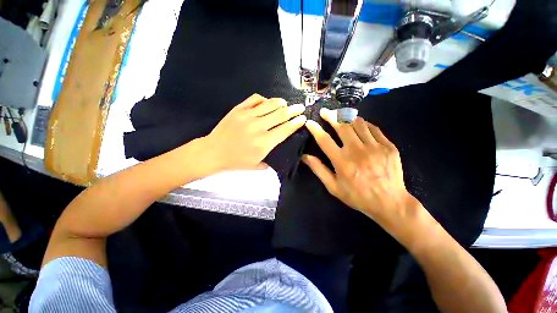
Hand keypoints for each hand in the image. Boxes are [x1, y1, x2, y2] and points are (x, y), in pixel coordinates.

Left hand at [204, 94, 305, 170]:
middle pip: (281, 114)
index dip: (296, 123)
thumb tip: (279, 152)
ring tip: (286, 103)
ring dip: (281, 103)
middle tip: (300, 107)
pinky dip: (264, 99)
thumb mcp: (256, 165)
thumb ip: (271, 160)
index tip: (303, 118)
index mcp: (264, 143)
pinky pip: (255, 99)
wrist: (214, 152)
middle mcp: (258, 127)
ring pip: (270, 104)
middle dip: (294, 110)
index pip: (285, 129)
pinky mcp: (238, 109)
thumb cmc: (236, 161)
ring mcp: (248, 116)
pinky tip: (267, 102)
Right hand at [302, 108, 415, 227]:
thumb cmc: (358, 196)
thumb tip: (305, 157)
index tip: (309, 122)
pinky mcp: (388, 146)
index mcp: (342, 162)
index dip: (315, 129)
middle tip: (325, 111)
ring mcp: (375, 147)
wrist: (390, 203)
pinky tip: (359, 124)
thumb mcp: (334, 187)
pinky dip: (364, 124)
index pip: (324, 140)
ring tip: (341, 116)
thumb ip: (319, 170)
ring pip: (358, 123)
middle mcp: (357, 151)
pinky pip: (374, 128)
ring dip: (347, 117)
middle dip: (331, 116)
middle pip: (342, 126)